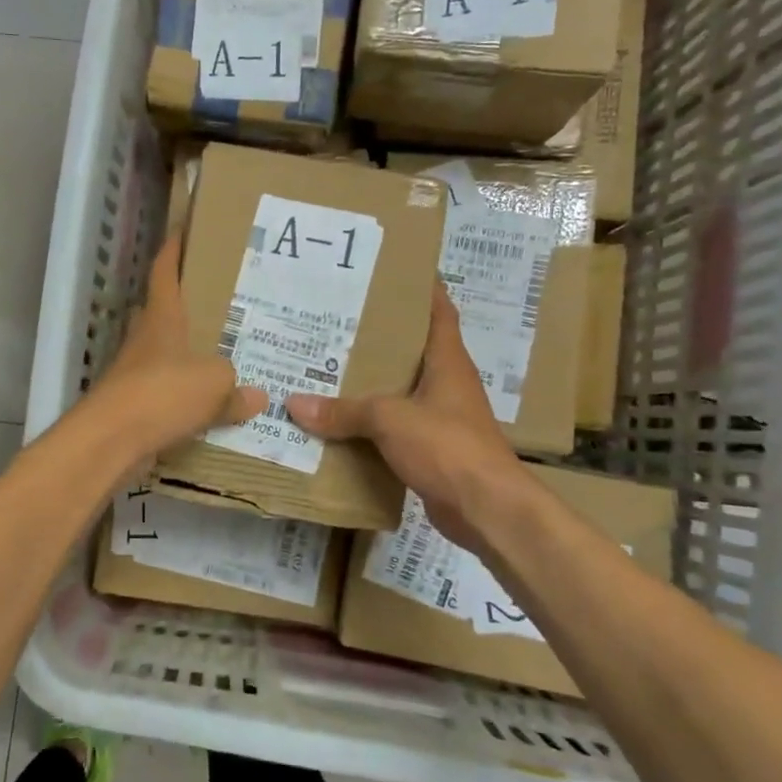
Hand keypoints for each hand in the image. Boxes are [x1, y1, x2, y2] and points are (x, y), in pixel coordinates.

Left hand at [89, 234, 266, 459]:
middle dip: (183, 307)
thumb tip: (258, 396)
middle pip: (161, 312)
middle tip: (218, 305)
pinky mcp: (132, 405)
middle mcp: (144, 339)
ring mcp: (134, 372)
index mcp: (162, 318)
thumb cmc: (163, 393)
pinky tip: (207, 407)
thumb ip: (236, 387)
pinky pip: (164, 394)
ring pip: (163, 355)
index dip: (173, 251)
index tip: (182, 232)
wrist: (112, 439)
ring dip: (185, 355)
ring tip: (221, 358)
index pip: (164, 273)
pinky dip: (183, 397)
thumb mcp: (214, 384)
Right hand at [285, 287, 520, 552]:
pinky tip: (340, 422)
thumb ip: (344, 411)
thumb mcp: (390, 419)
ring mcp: (441, 419)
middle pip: (412, 351)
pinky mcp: (432, 451)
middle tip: (336, 321)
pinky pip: (394, 429)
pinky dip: (370, 424)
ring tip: (328, 367)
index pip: (439, 312)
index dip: (422, 289)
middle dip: (378, 337)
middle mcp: (447, 385)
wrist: (487, 510)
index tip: (393, 271)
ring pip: (400, 392)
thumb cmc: (448, 446)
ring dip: (371, 383)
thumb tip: (295, 404)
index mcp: (447, 362)